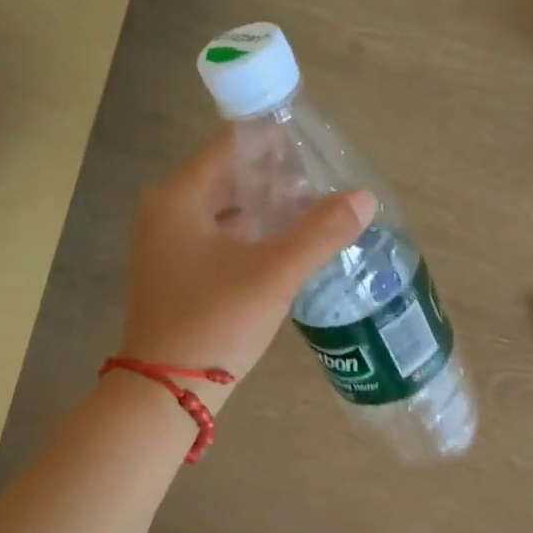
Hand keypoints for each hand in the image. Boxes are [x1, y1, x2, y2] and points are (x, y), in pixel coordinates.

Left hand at [118, 131, 375, 395]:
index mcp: (180, 198)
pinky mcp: (179, 274)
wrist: (168, 389)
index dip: (277, 143)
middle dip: (279, 180)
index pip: (232, 146)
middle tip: (326, 186)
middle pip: (231, 178)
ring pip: (228, 211)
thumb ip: (321, 232)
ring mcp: (170, 246)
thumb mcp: (274, 274)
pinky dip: (255, 236)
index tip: (318, 150)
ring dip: (269, 210)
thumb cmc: (215, 321)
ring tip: (316, 214)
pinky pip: (222, 238)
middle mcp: (168, 213)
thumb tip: (364, 198)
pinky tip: (289, 248)